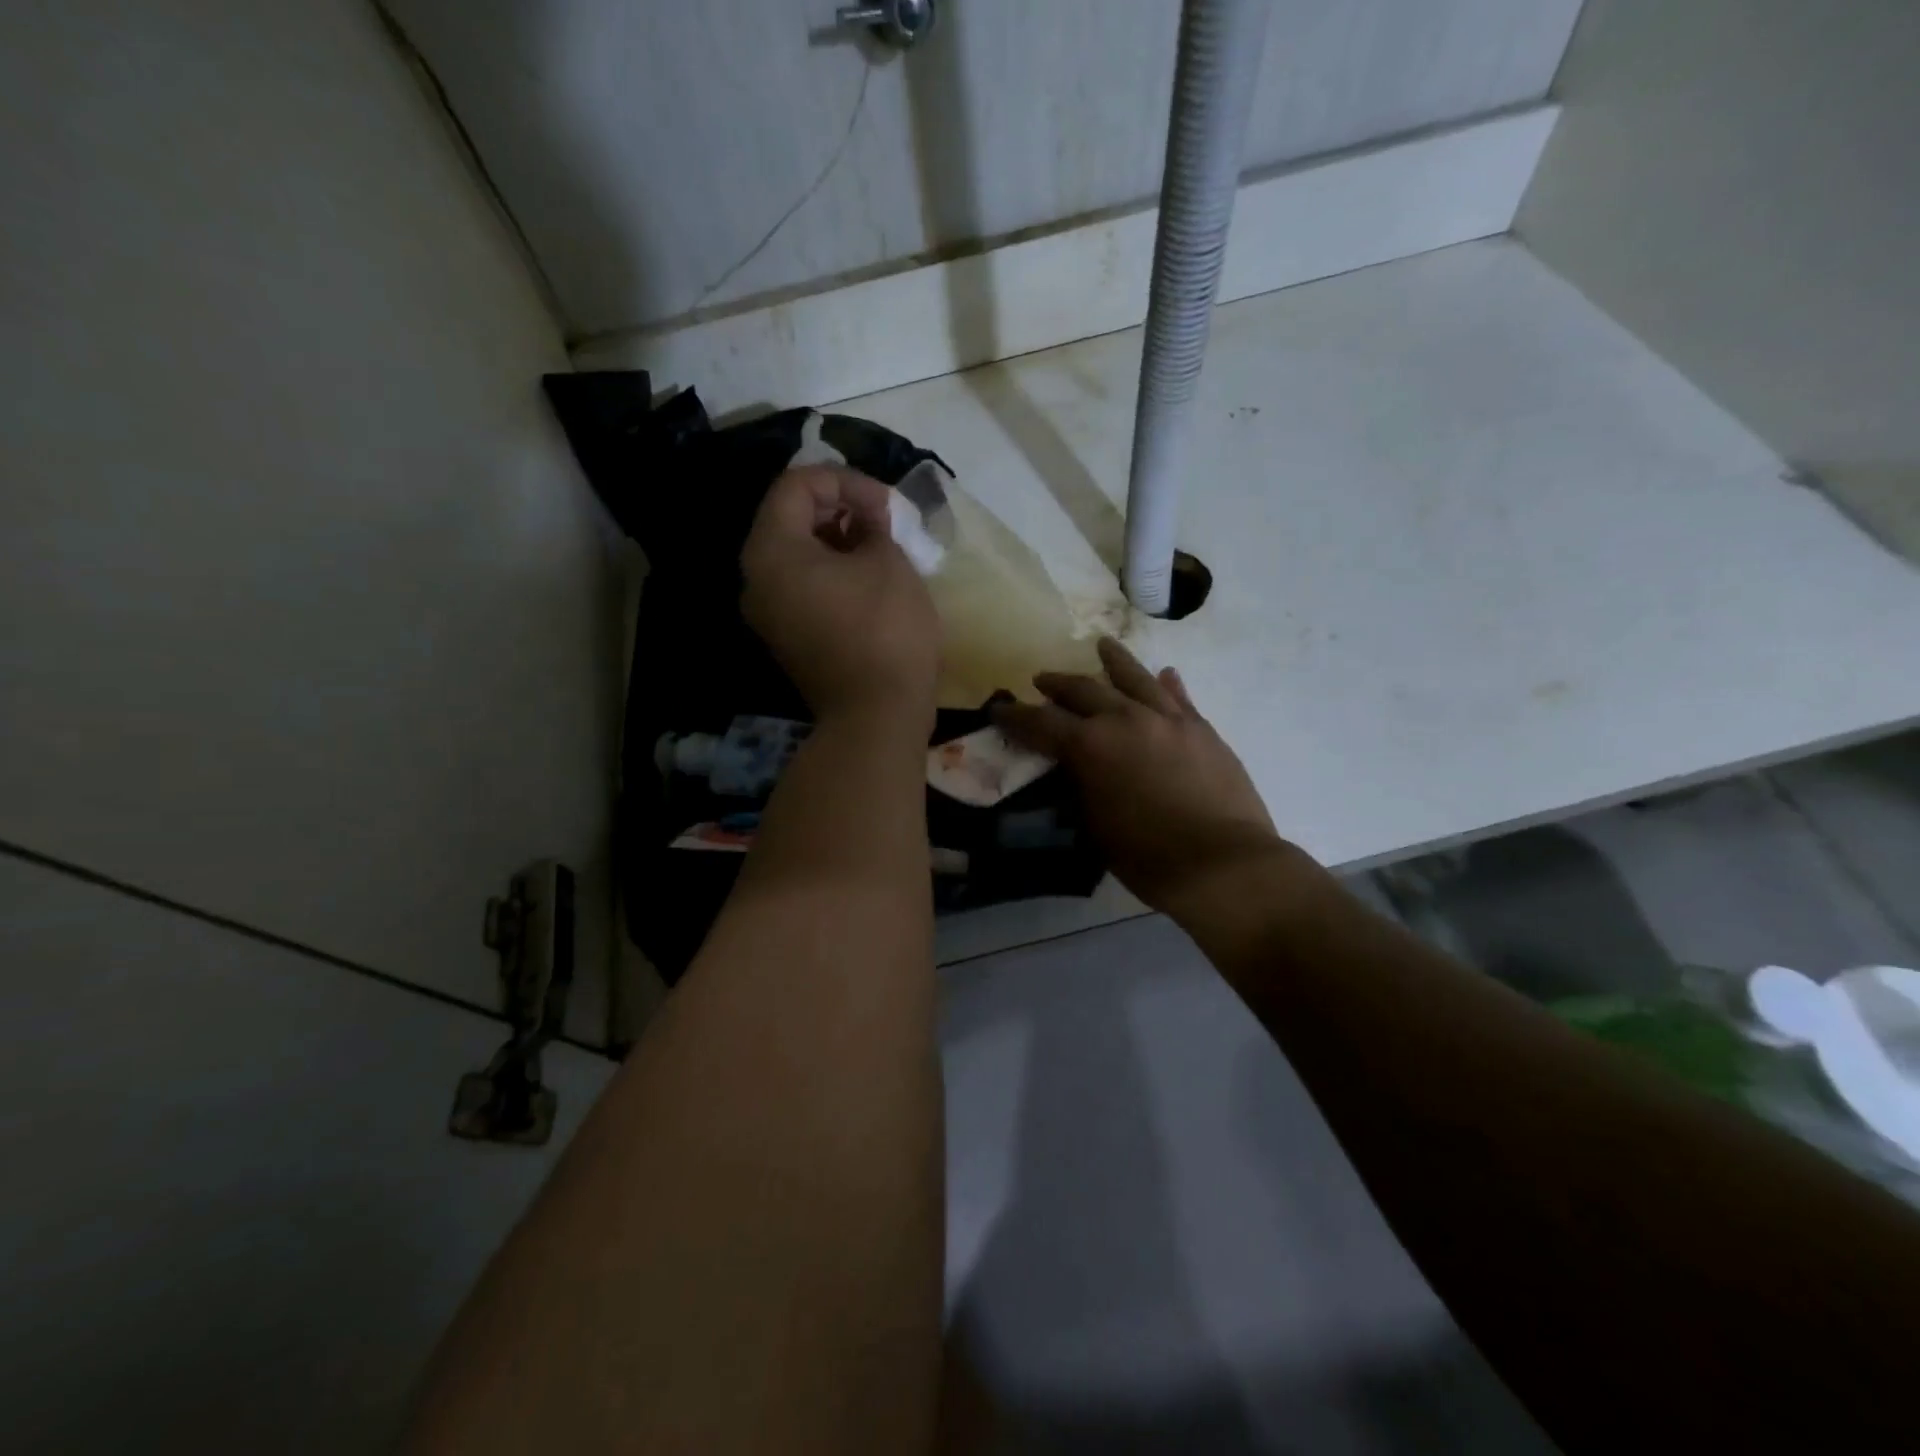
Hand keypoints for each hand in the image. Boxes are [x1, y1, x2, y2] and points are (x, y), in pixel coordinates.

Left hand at [741, 466, 940, 732]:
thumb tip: (866, 519)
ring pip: (796, 554)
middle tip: (884, 521)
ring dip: (837, 540)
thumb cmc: (885, 630)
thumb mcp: (888, 561)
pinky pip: (801, 587)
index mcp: (772, 551)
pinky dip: (831, 572)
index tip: (885, 504)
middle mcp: (756, 579)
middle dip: (840, 508)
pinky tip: (868, 580)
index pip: (796, 485)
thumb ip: (873, 523)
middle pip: (789, 518)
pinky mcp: (786, 638)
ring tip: (881, 548)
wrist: (876, 715)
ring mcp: (768, 613)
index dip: (845, 480)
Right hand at [994, 637, 1286, 917]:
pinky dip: (1167, 684)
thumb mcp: (1095, 827)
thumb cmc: (1149, 857)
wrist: (1224, 864)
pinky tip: (1165, 673)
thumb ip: (1081, 787)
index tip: (1000, 709)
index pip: (1042, 723)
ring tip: (1102, 646)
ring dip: (1114, 661)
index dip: (1016, 717)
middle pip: (1084, 691)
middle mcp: (1126, 720)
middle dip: (1058, 684)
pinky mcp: (1202, 729)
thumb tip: (1076, 767)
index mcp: (1091, 747)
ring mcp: (1168, 720)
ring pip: (1135, 678)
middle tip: (1042, 680)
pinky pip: (1179, 697)